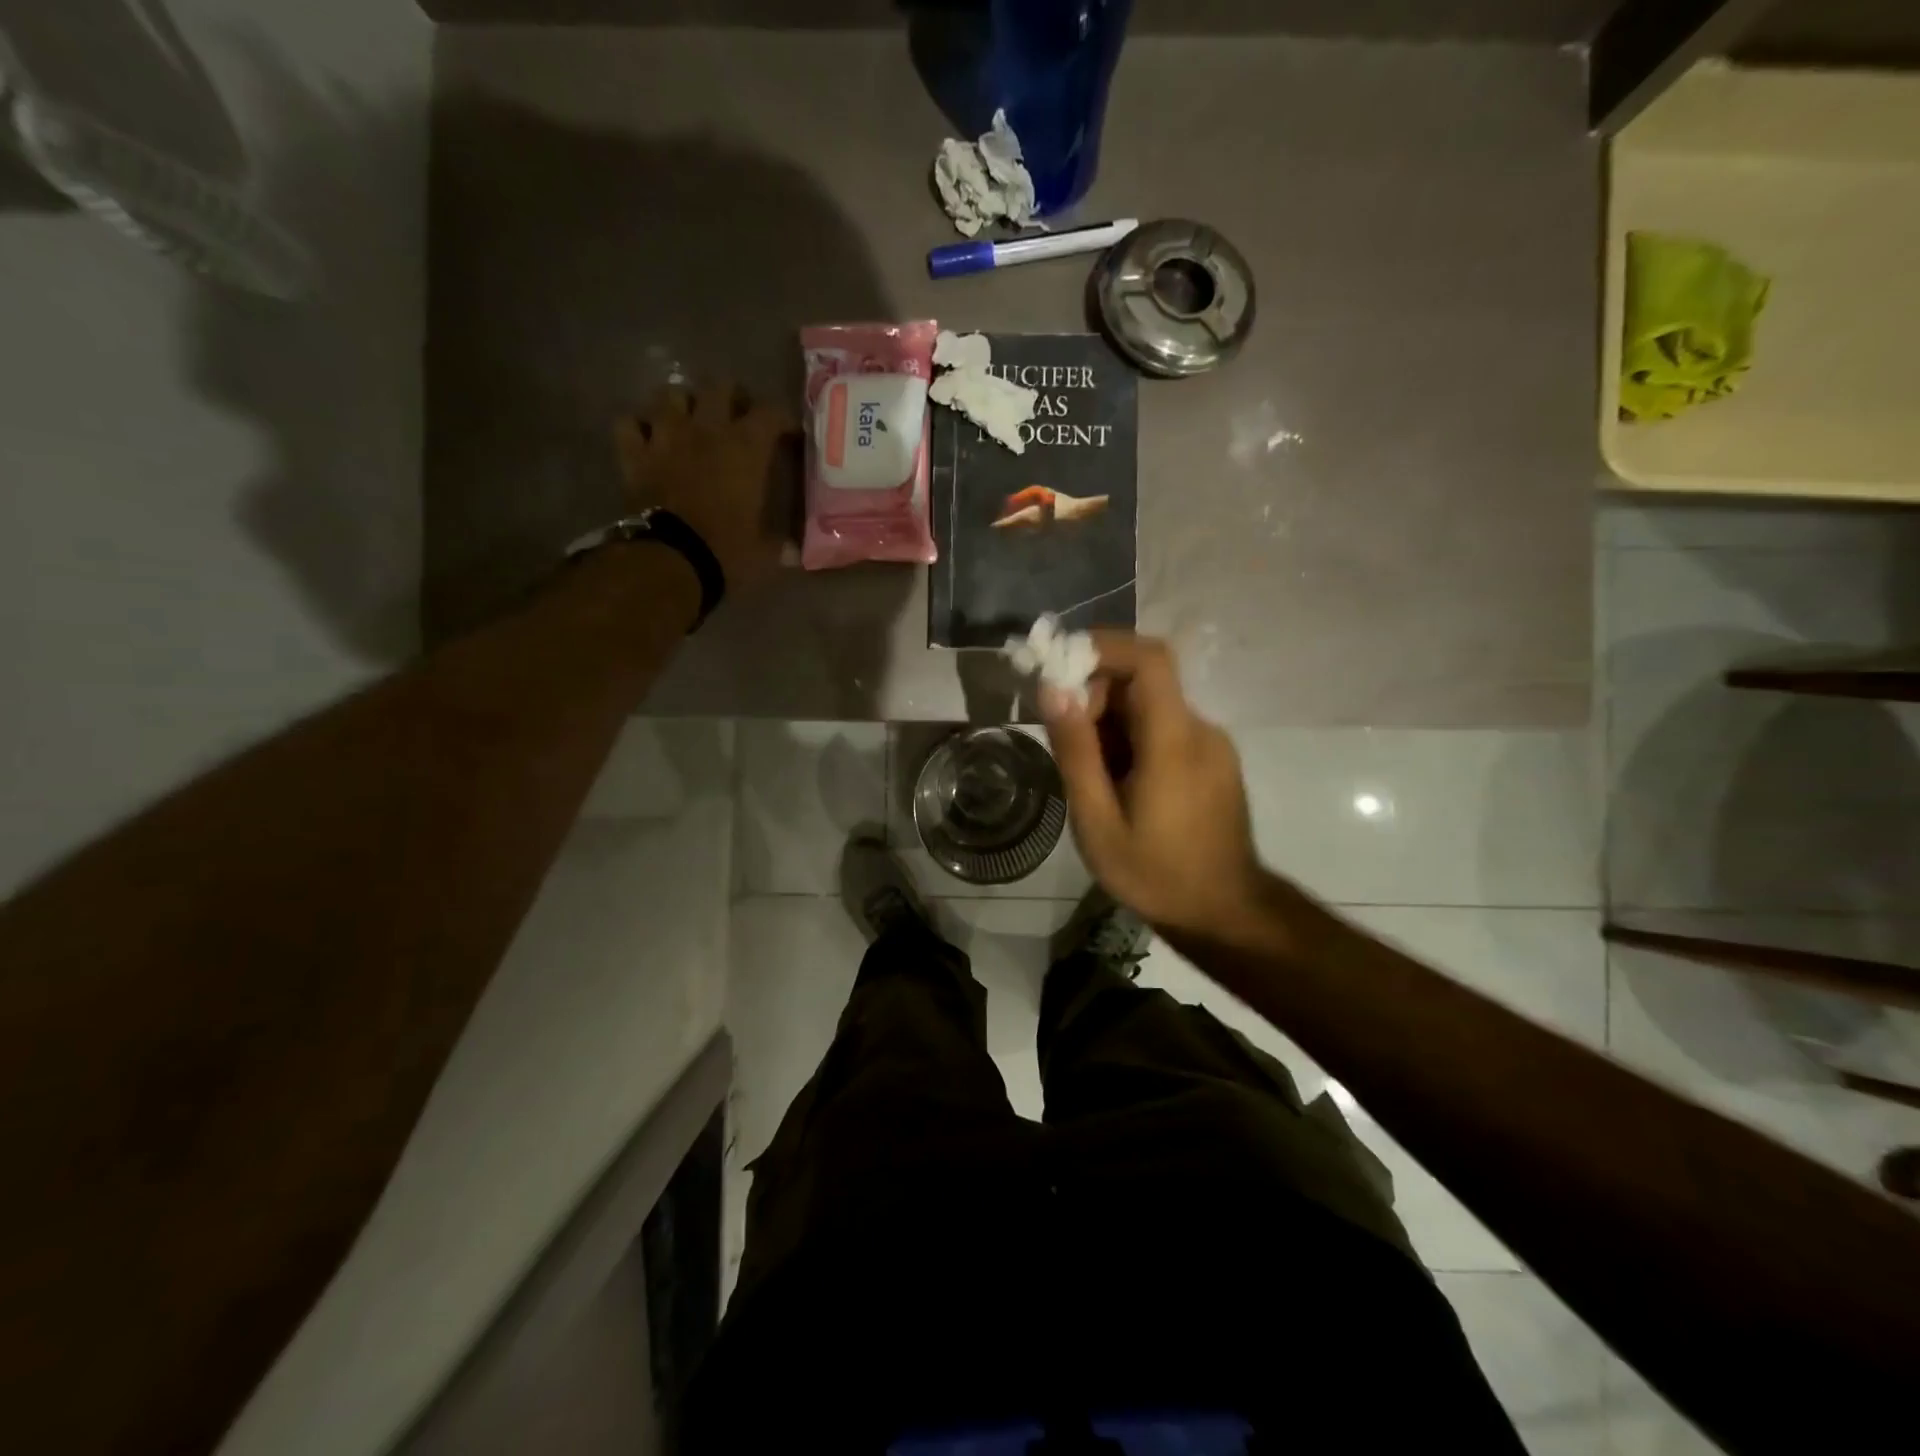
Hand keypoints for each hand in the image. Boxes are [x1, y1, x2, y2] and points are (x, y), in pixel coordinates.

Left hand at [615, 381, 799, 592]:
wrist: (671, 561)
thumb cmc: (727, 552)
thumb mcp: (766, 551)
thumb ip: (781, 543)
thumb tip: (794, 551)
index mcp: (746, 448)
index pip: (771, 413)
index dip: (782, 419)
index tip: (788, 434)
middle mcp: (706, 429)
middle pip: (719, 387)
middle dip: (732, 398)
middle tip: (738, 417)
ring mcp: (665, 437)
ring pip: (671, 394)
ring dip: (683, 404)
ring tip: (691, 421)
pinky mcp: (634, 455)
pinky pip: (629, 423)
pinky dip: (639, 427)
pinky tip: (648, 439)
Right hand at [1041, 633, 1280, 952]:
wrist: (1225, 914)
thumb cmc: (1155, 874)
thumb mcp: (1098, 821)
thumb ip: (1076, 752)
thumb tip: (1053, 690)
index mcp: (1174, 740)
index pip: (1149, 658)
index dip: (1103, 647)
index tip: (1059, 665)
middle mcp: (1200, 730)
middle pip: (1144, 682)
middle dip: (1096, 695)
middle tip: (1065, 740)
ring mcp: (1211, 745)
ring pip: (1151, 706)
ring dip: (1111, 721)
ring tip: (1089, 774)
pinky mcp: (1213, 760)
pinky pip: (1165, 729)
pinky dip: (1131, 739)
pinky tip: (1116, 784)